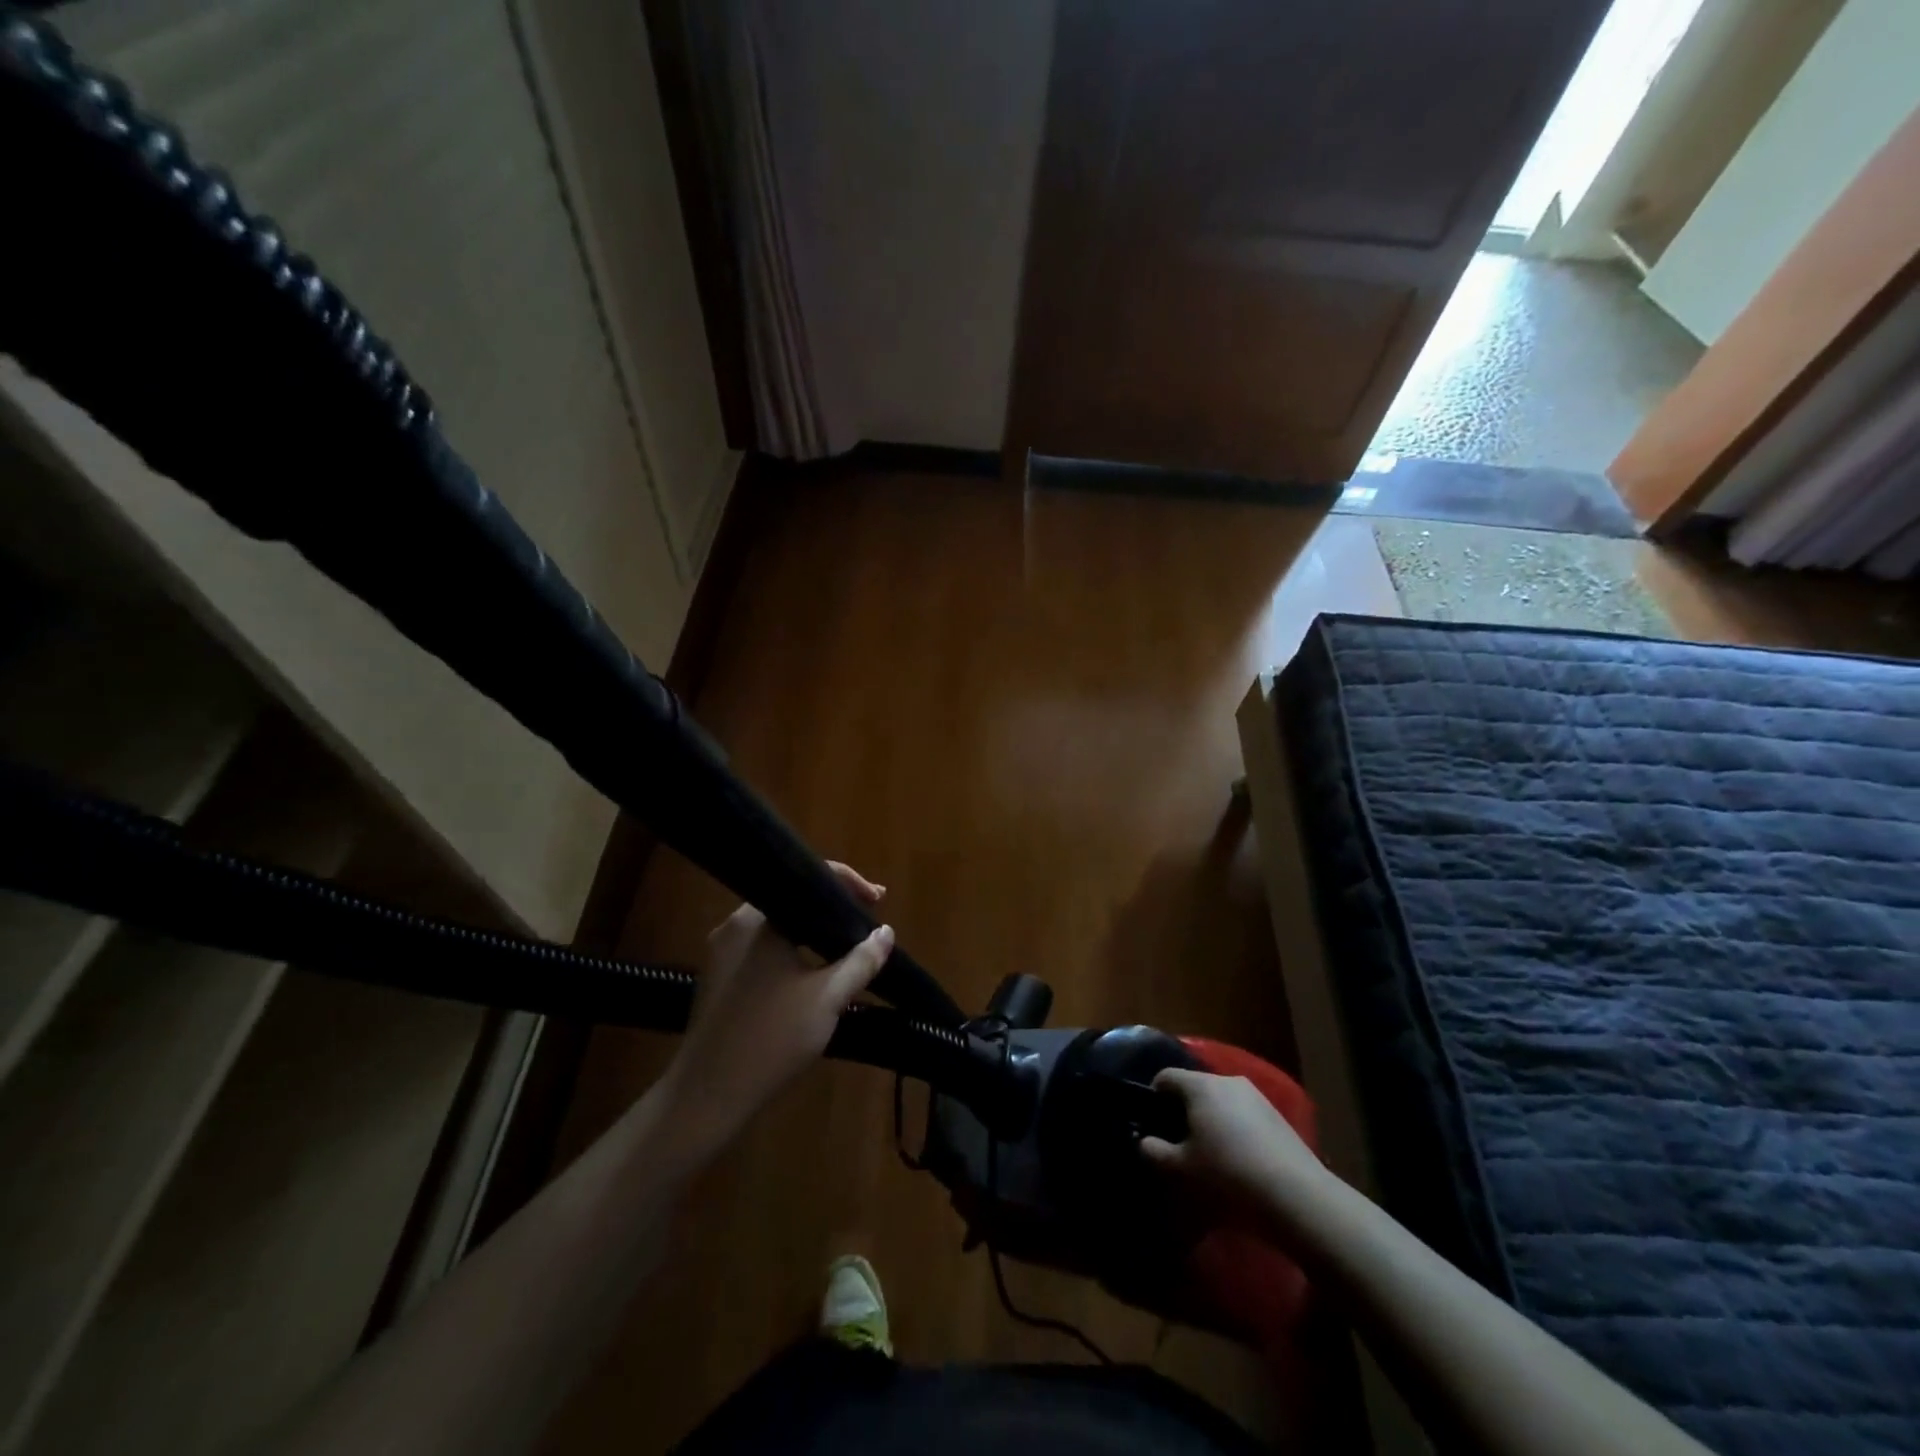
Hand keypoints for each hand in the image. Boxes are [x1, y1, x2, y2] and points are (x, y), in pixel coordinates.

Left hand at [659, 864, 893, 1149]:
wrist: (707, 1096)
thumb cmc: (771, 1039)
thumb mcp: (828, 998)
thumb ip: (861, 960)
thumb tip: (885, 932)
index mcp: (759, 919)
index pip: (809, 879)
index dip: (850, 884)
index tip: (879, 901)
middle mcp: (735, 925)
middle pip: (793, 901)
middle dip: (832, 909)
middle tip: (866, 923)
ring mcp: (722, 952)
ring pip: (778, 928)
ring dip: (813, 933)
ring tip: (846, 948)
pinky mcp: (718, 978)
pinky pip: (763, 949)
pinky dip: (792, 951)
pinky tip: (812, 972)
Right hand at [1140, 1069, 1333, 1235]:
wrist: (1296, 1196)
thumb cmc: (1228, 1175)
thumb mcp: (1182, 1169)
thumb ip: (1154, 1151)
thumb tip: (1143, 1141)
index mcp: (1200, 1085)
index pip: (1165, 1077)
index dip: (1153, 1097)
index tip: (1153, 1125)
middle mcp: (1226, 1080)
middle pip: (1194, 1087)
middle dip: (1183, 1110)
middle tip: (1180, 1143)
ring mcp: (1255, 1095)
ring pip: (1221, 1100)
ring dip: (1210, 1120)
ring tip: (1211, 1154)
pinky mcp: (1277, 1114)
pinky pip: (1243, 1113)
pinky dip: (1234, 1128)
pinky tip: (1239, 1160)